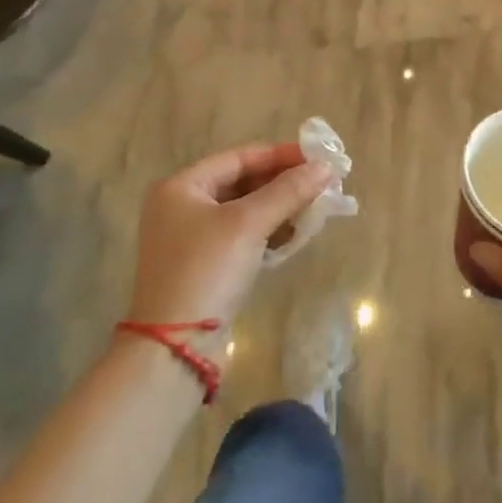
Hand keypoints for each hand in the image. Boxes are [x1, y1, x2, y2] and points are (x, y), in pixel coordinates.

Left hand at [126, 143, 331, 326]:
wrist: (176, 347)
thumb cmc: (207, 270)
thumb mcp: (249, 224)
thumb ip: (288, 191)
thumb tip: (325, 167)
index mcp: (182, 187)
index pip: (239, 158)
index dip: (280, 155)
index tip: (318, 158)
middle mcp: (182, 207)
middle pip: (243, 183)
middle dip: (284, 183)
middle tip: (323, 183)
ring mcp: (192, 239)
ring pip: (246, 211)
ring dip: (281, 208)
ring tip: (317, 208)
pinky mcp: (205, 266)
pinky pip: (244, 236)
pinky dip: (269, 232)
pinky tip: (296, 235)